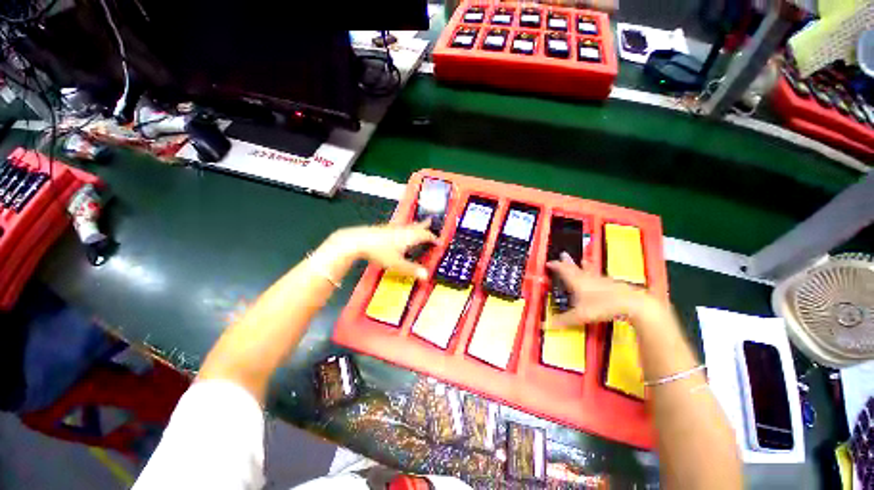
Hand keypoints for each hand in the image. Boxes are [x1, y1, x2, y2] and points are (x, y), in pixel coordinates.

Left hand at [327, 221, 437, 278]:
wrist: (358, 240)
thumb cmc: (379, 252)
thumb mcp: (397, 263)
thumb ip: (412, 269)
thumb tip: (426, 275)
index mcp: (409, 237)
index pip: (425, 235)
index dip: (433, 238)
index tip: (439, 241)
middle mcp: (403, 230)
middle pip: (418, 227)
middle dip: (425, 226)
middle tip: (432, 222)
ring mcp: (393, 228)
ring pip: (409, 226)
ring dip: (416, 225)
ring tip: (419, 224)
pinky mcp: (385, 229)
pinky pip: (401, 227)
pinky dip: (406, 228)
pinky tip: (400, 230)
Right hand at [546, 252, 664, 327]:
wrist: (630, 303)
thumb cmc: (601, 307)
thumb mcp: (579, 316)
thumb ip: (562, 320)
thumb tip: (544, 326)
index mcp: (576, 282)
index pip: (562, 270)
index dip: (555, 266)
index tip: (549, 263)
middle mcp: (586, 277)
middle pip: (574, 267)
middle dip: (567, 261)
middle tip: (563, 254)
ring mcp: (600, 279)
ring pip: (588, 270)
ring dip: (583, 265)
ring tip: (582, 260)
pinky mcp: (611, 284)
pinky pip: (600, 276)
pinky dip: (596, 274)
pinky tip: (600, 277)